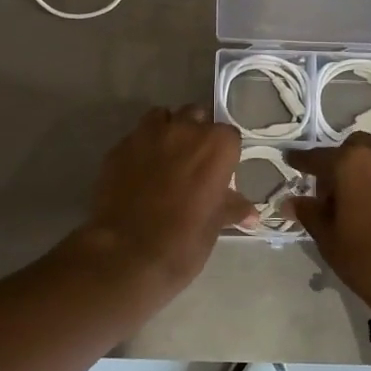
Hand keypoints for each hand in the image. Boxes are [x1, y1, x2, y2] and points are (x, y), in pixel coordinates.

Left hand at [73, 106, 255, 297]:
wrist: (127, 254)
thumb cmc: (184, 240)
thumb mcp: (215, 225)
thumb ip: (232, 208)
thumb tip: (251, 214)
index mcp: (216, 146)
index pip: (229, 136)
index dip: (224, 153)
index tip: (220, 172)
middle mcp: (183, 130)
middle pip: (195, 116)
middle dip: (196, 134)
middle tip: (193, 164)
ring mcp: (147, 135)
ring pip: (162, 118)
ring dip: (167, 131)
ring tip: (165, 159)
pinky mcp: (118, 147)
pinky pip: (135, 138)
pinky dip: (141, 149)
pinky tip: (139, 173)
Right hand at [287, 134, 370, 311]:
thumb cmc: (365, 255)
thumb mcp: (328, 237)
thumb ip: (309, 212)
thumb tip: (291, 201)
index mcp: (350, 163)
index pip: (318, 157)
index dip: (301, 160)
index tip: (290, 159)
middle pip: (352, 149)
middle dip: (338, 162)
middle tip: (328, 190)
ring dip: (361, 171)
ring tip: (352, 202)